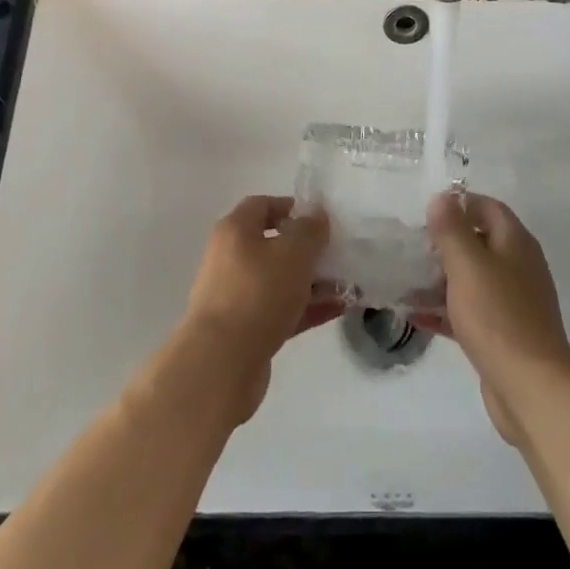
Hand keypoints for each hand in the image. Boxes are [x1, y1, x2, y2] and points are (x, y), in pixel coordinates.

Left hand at [181, 195, 337, 425]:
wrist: (221, 363)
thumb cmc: (258, 293)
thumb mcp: (294, 253)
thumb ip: (310, 230)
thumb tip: (316, 215)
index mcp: (235, 231)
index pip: (263, 205)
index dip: (292, 207)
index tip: (321, 220)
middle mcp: (231, 258)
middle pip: (273, 244)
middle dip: (308, 249)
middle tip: (338, 254)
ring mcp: (237, 296)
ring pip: (280, 280)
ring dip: (313, 281)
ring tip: (348, 285)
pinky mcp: (245, 329)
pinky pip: (281, 310)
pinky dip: (307, 308)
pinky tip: (338, 309)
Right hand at [417, 192, 569, 447]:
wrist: (530, 387)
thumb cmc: (498, 316)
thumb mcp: (468, 265)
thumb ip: (452, 230)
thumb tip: (442, 197)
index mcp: (516, 243)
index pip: (488, 208)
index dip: (459, 204)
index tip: (425, 213)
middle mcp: (518, 267)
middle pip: (479, 243)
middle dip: (444, 243)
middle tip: (410, 247)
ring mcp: (512, 302)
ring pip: (471, 280)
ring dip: (440, 278)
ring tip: (404, 279)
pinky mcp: (502, 334)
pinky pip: (469, 312)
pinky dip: (445, 310)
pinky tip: (415, 315)